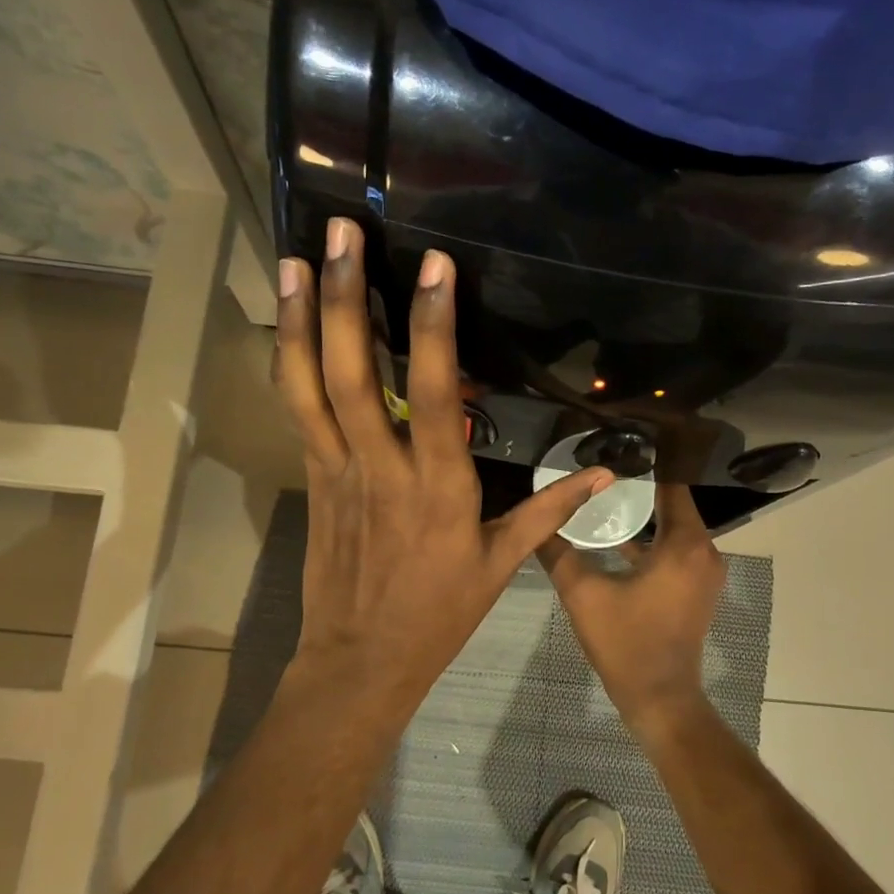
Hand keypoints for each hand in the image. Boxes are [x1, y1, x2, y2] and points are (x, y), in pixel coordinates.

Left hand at [275, 218, 613, 707]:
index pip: (433, 392)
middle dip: (346, 299)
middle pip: (354, 374)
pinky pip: (297, 412)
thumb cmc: (438, 613)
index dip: (431, 325)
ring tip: (294, 259)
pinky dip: (290, 363)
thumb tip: (606, 474)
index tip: (433, 266)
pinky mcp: (313, 479)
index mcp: (437, 486)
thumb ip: (550, 509)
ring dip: (300, 321)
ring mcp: (336, 471)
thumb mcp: (502, 563)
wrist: (361, 660)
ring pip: (309, 387)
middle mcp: (380, 467)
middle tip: (340, 233)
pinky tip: (287, 322)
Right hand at [539, 482, 726, 717]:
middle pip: (673, 504)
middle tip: (600, 474)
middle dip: (639, 489)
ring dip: (646, 515)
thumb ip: (558, 554)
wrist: (660, 698)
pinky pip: (677, 549)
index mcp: (684, 545)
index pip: (670, 486)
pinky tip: (619, 538)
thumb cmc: (626, 643)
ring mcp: (705, 572)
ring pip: (675, 527)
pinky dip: (653, 540)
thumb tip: (537, 523)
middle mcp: (705, 551)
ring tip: (604, 499)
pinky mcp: (698, 588)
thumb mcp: (583, 595)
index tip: (614, 453)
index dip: (644, 468)